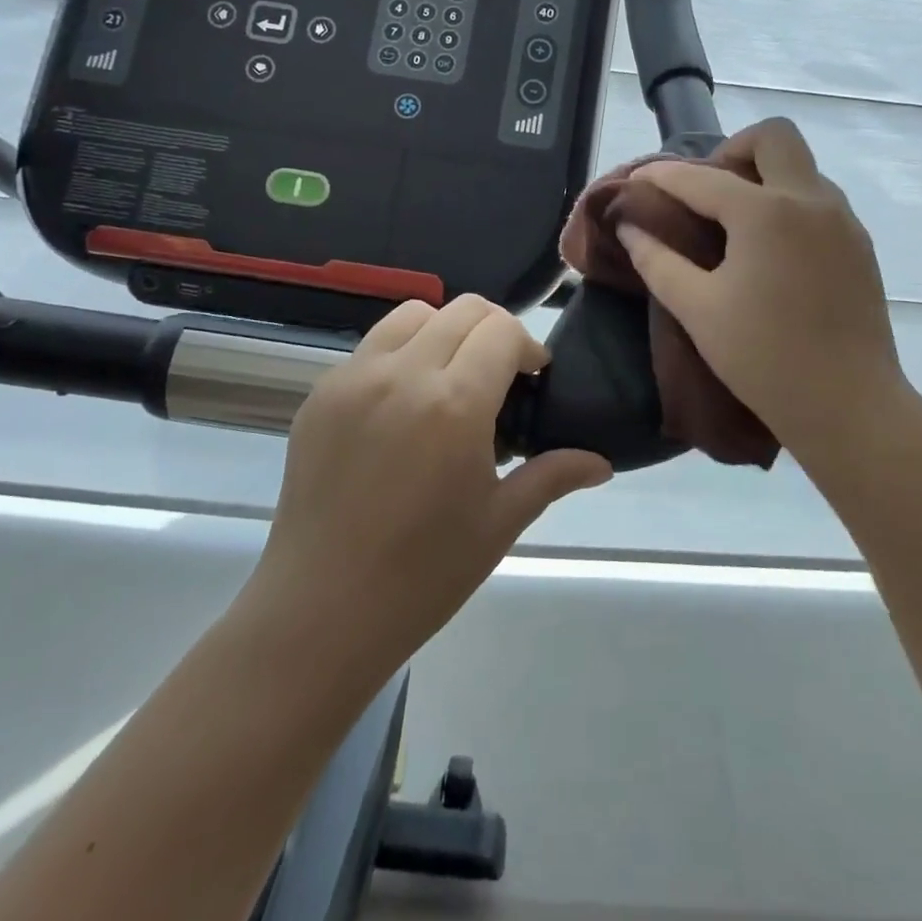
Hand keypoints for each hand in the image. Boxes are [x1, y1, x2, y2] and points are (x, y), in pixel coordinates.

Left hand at [251, 295, 611, 673]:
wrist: (320, 610)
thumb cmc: (423, 574)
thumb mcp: (499, 522)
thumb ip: (552, 475)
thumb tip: (601, 462)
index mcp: (455, 404)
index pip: (503, 329)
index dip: (528, 346)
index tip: (533, 378)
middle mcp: (403, 373)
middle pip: (463, 309)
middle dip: (494, 331)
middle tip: (500, 375)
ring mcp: (354, 377)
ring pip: (413, 314)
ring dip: (445, 330)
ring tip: (450, 378)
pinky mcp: (321, 393)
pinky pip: (372, 346)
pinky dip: (400, 354)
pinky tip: (402, 406)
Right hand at [618, 118, 913, 469]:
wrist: (850, 407)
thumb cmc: (764, 358)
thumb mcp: (698, 309)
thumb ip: (657, 261)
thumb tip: (630, 227)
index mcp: (766, 212)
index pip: (701, 177)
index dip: (661, 175)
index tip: (637, 180)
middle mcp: (811, 200)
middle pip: (773, 137)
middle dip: (732, 151)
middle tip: (706, 193)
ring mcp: (843, 220)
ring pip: (800, 167)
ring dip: (763, 177)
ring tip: (733, 224)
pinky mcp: (860, 245)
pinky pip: (819, 199)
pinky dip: (787, 203)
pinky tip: (769, 250)